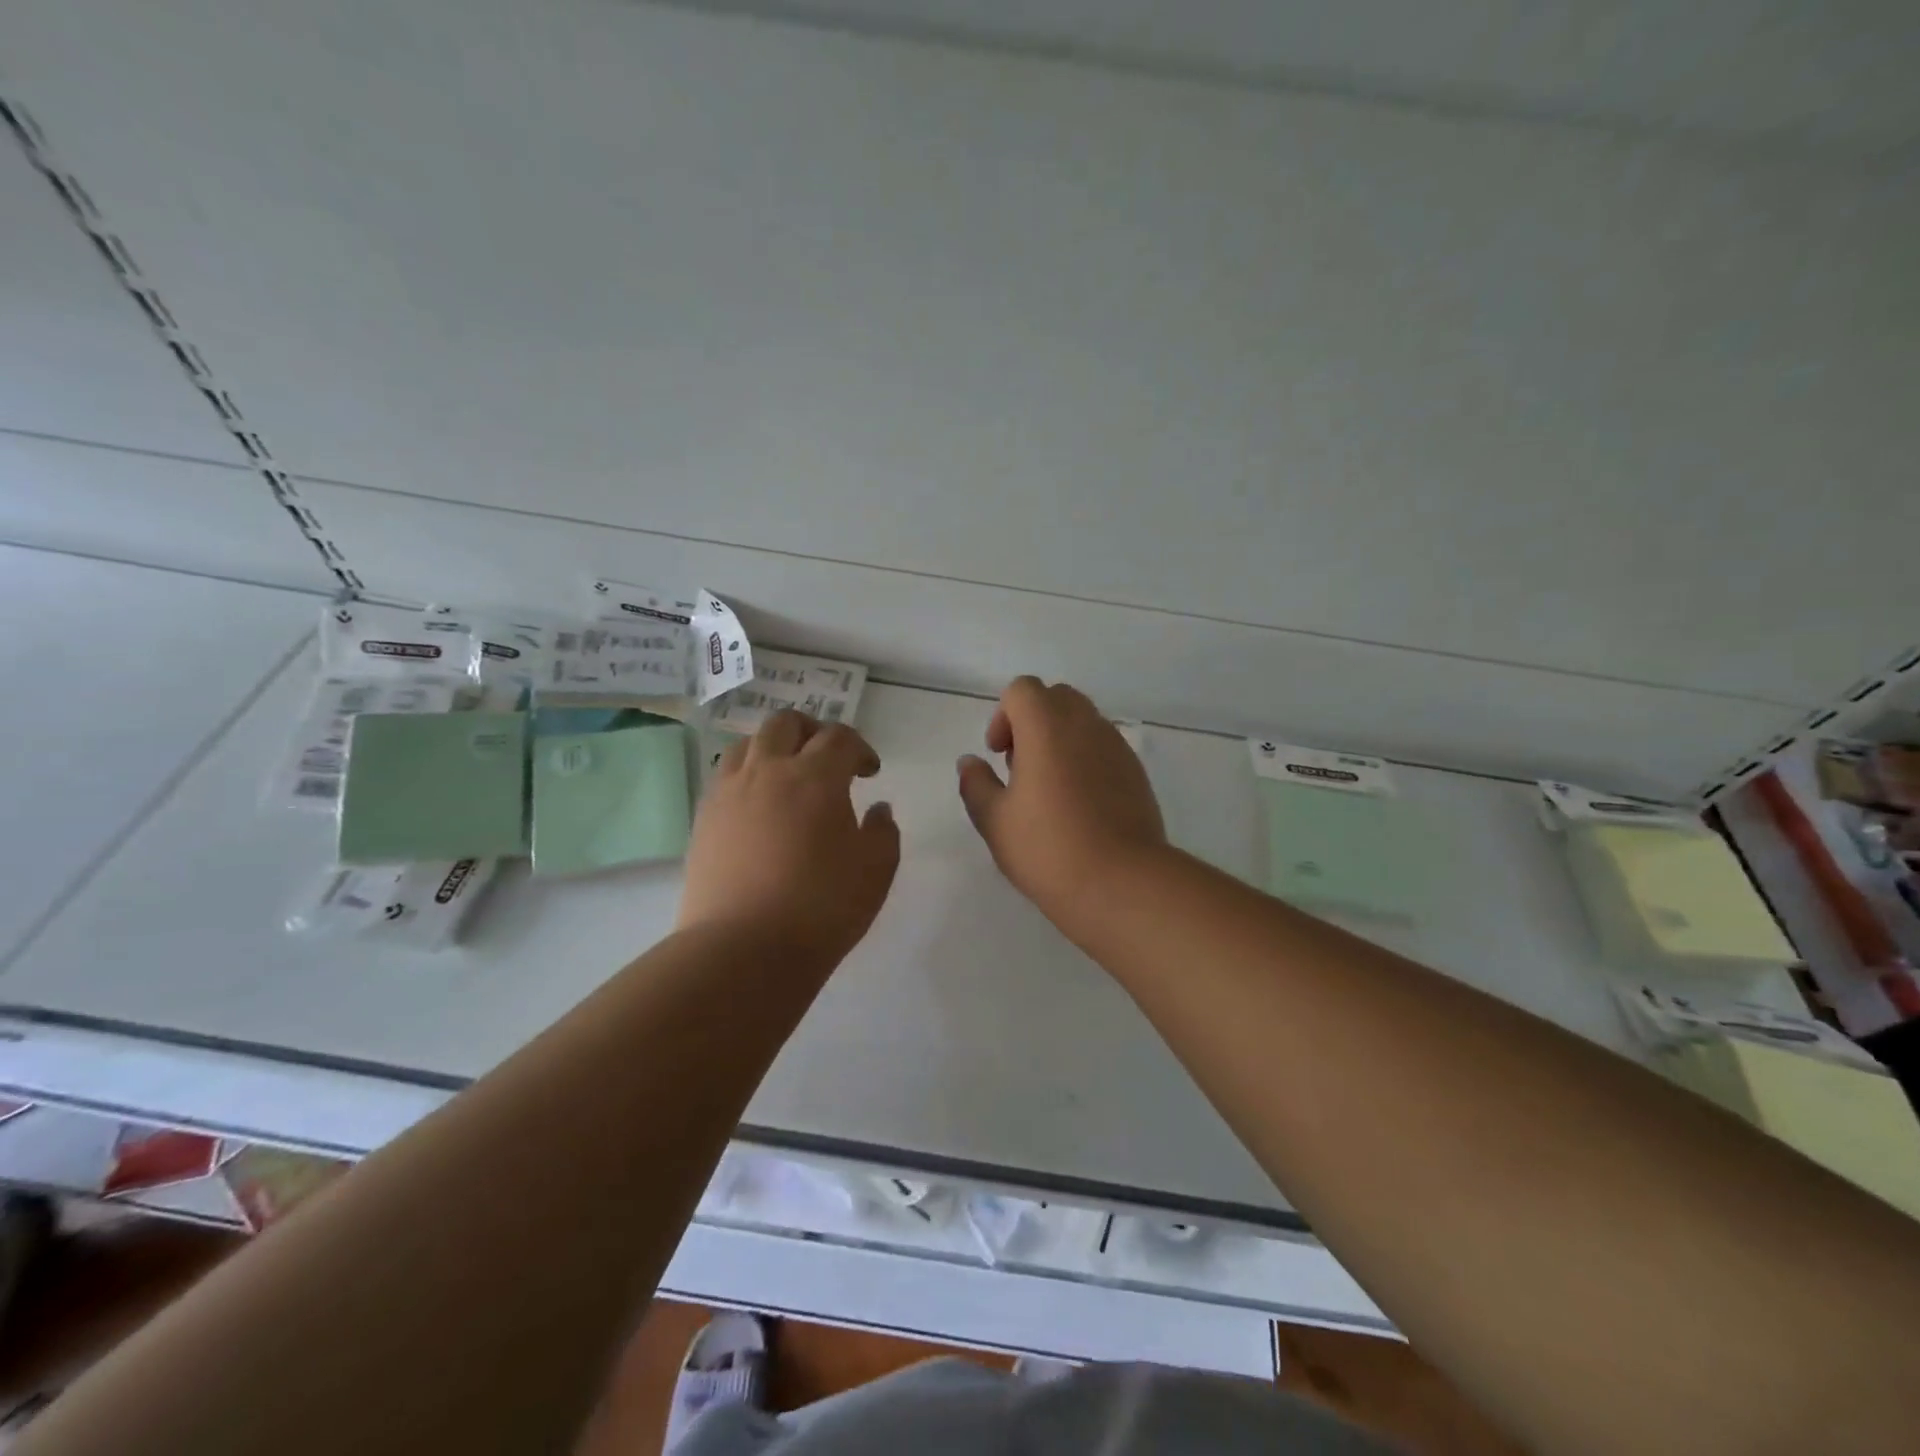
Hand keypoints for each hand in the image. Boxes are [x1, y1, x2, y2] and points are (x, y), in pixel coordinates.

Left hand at [678, 711, 900, 965]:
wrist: (743, 949)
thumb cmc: (821, 908)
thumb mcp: (875, 871)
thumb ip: (883, 831)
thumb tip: (877, 809)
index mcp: (815, 777)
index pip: (840, 738)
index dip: (859, 748)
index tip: (869, 772)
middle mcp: (768, 771)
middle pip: (786, 724)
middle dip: (813, 732)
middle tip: (828, 759)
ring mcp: (729, 792)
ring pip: (749, 743)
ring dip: (774, 748)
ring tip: (788, 776)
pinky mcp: (704, 818)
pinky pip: (725, 776)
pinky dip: (747, 775)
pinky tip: (758, 805)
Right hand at [956, 677, 1166, 924]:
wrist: (1122, 882)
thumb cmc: (1048, 848)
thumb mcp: (994, 820)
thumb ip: (976, 784)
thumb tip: (969, 762)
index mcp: (1047, 726)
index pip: (1023, 690)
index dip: (1004, 716)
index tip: (999, 755)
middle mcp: (1086, 725)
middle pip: (1056, 697)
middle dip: (1033, 721)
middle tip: (1020, 766)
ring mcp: (1117, 747)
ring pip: (1084, 721)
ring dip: (1060, 739)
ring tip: (1049, 789)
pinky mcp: (1136, 772)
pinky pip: (1105, 747)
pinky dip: (1085, 759)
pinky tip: (1079, 805)